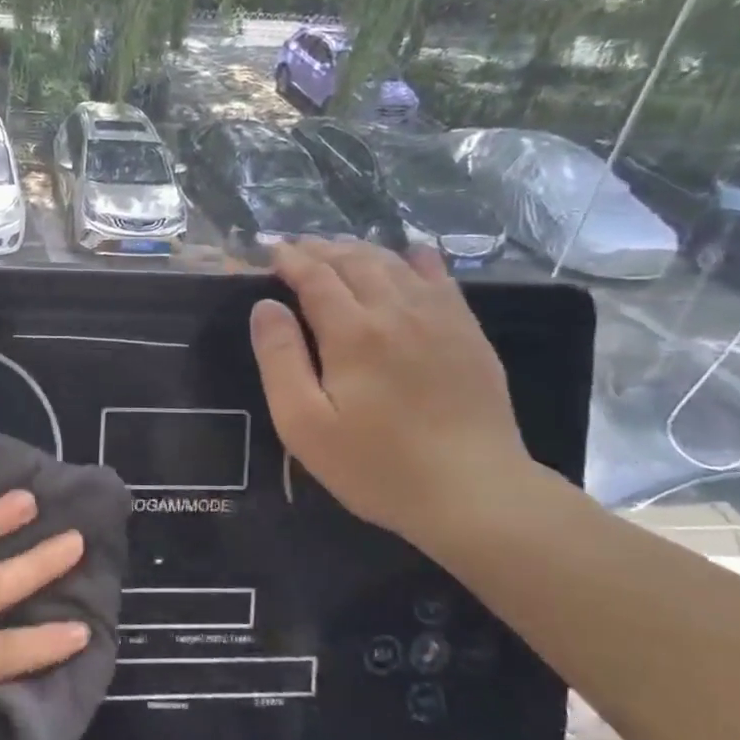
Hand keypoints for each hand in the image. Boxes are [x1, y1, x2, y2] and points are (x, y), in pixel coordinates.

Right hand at [250, 240, 536, 547]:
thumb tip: (265, 307)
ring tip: (337, 250)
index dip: (289, 259)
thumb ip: (280, 359)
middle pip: (354, 261)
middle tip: (295, 247)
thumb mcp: (303, 423)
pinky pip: (439, 278)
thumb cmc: (376, 465)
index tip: (268, 252)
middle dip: (320, 249)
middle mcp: (396, 310)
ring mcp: (440, 318)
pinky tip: (408, 255)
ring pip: (394, 263)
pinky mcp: (468, 333)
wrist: (474, 492)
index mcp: (353, 332)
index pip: (315, 276)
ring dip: (360, 250)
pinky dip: (415, 259)